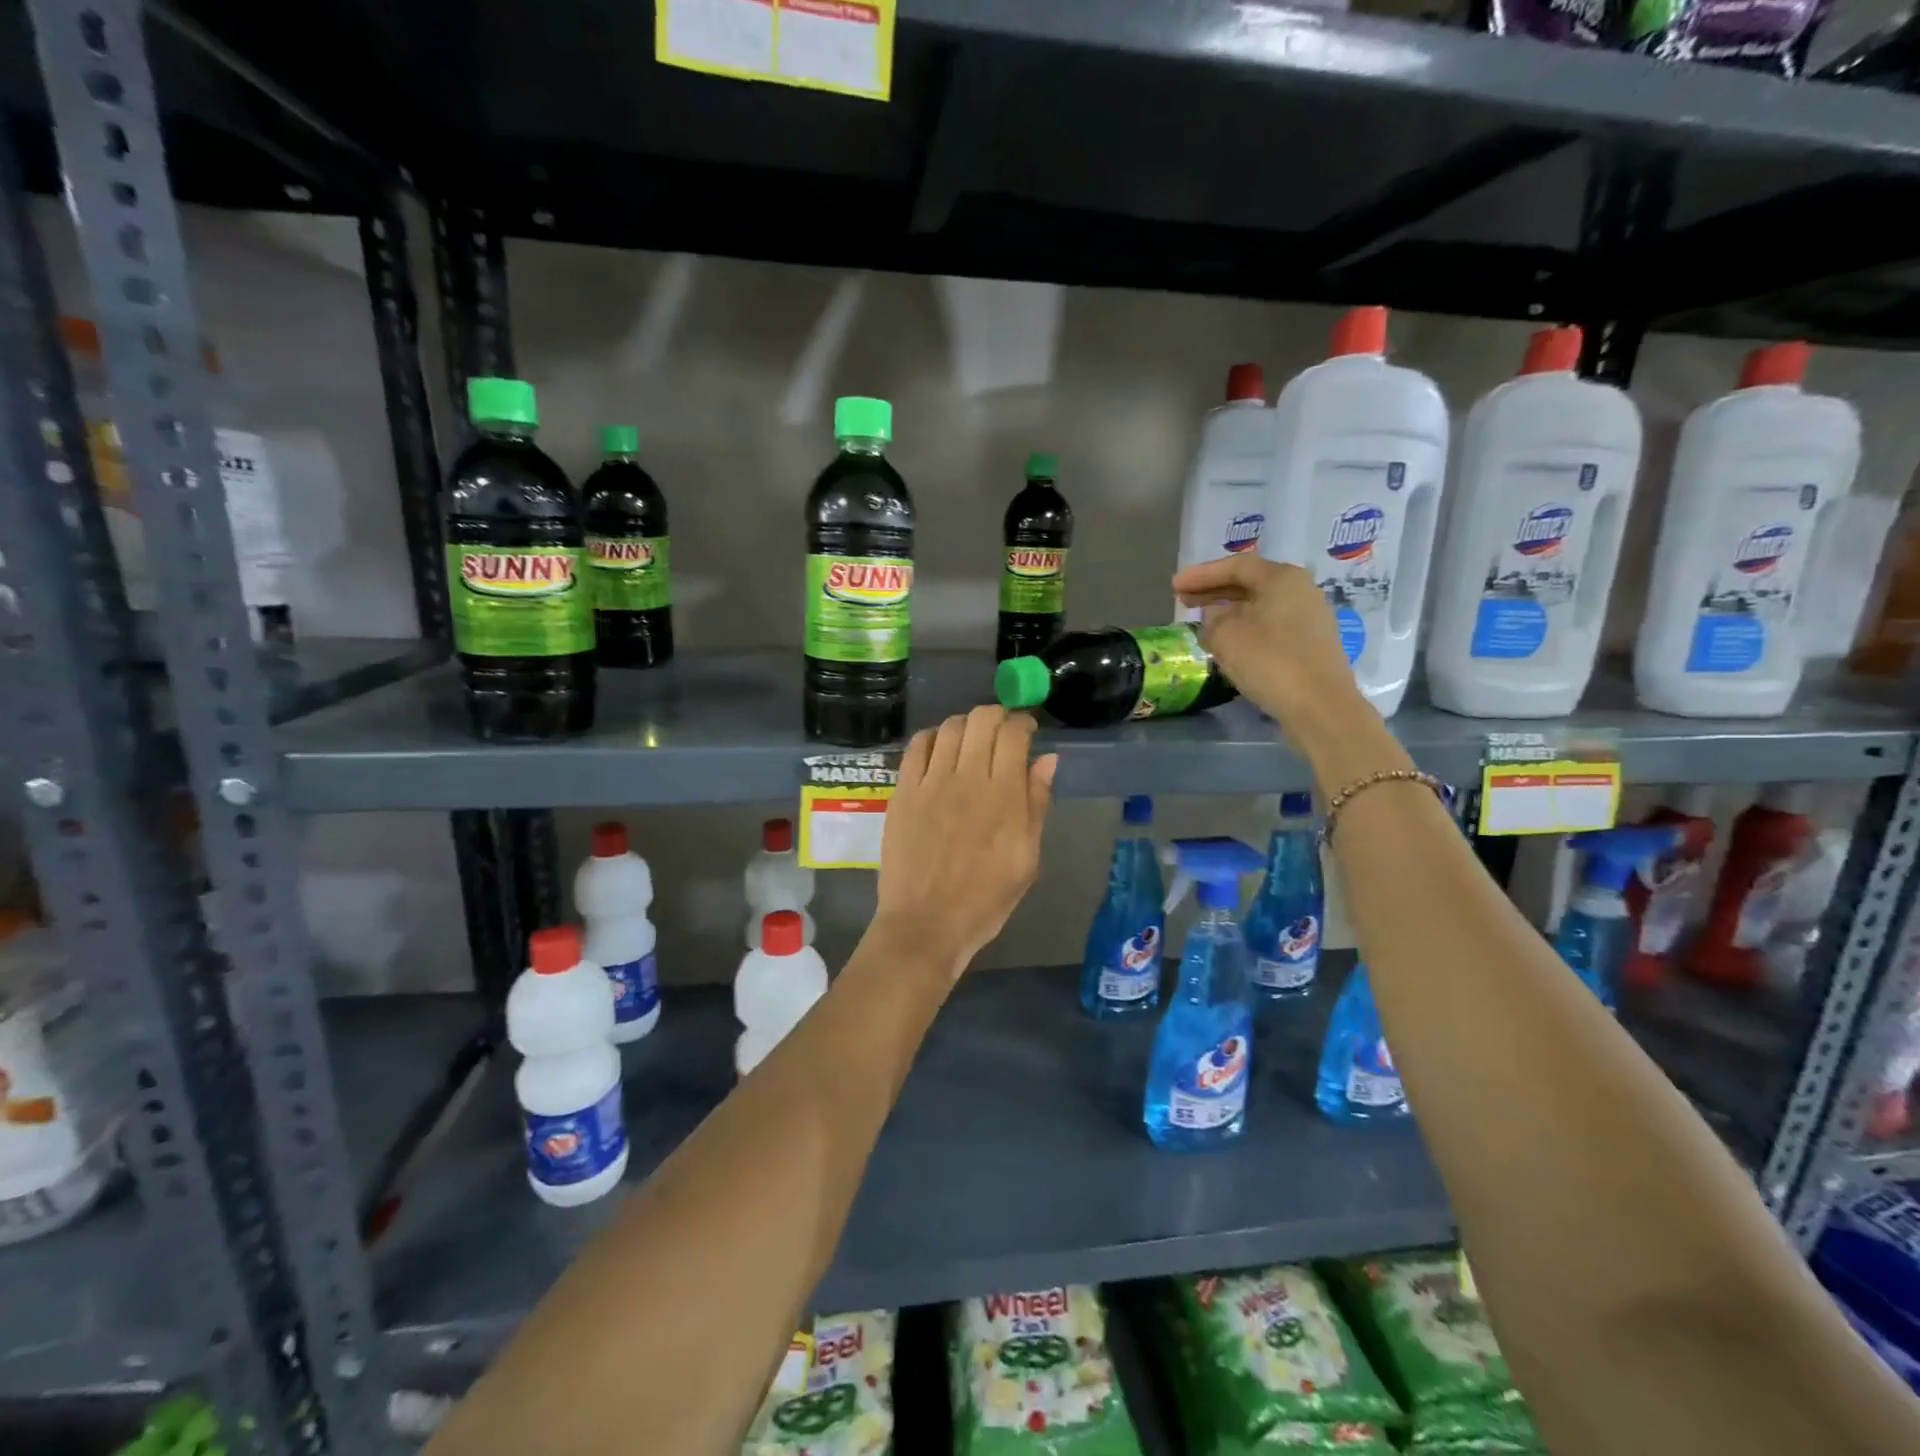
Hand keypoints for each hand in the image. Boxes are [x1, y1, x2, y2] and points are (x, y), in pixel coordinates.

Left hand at [875, 706, 1056, 981]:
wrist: (926, 924)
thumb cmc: (985, 899)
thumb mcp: (1027, 859)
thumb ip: (1036, 804)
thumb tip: (1046, 759)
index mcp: (1003, 795)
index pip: (1014, 734)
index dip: (1023, 723)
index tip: (1027, 731)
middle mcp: (967, 778)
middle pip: (981, 720)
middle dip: (997, 715)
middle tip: (1001, 731)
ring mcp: (930, 782)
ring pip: (949, 727)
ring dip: (965, 724)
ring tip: (971, 740)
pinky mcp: (903, 791)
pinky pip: (916, 747)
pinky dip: (932, 737)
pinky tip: (939, 749)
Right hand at [1173, 554, 1363, 728]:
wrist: (1320, 706)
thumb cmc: (1270, 661)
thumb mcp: (1226, 636)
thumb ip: (1213, 620)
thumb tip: (1216, 616)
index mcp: (1282, 578)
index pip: (1236, 566)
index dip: (1201, 574)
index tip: (1174, 585)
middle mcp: (1301, 590)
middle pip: (1250, 583)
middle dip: (1214, 590)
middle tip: (1183, 600)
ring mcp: (1310, 618)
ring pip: (1260, 606)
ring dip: (1228, 611)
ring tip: (1201, 621)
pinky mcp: (1310, 644)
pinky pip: (1270, 626)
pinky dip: (1245, 628)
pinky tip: (1228, 643)